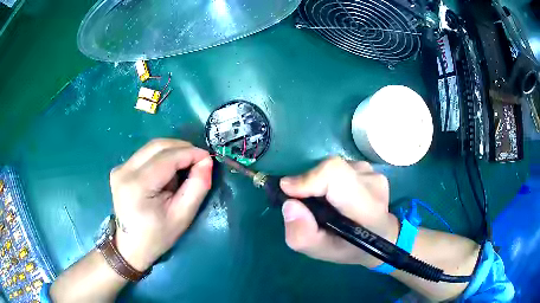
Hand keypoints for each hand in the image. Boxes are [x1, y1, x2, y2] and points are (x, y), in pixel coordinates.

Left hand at [109, 139, 212, 271]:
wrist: (132, 246)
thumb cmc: (158, 236)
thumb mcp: (183, 216)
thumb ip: (197, 186)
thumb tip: (206, 161)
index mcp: (137, 185)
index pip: (167, 157)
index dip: (191, 153)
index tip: (209, 158)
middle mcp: (124, 170)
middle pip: (158, 146)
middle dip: (182, 149)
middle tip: (199, 161)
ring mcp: (120, 168)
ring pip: (152, 147)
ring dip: (172, 152)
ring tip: (184, 169)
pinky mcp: (120, 169)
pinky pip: (146, 154)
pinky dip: (162, 158)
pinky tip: (168, 173)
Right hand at [280, 157, 398, 267]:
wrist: (381, 236)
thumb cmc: (351, 248)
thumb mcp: (322, 252)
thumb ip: (302, 235)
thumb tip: (290, 204)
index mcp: (367, 209)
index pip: (336, 176)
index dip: (309, 179)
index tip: (288, 192)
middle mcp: (373, 184)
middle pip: (331, 169)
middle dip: (309, 184)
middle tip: (305, 205)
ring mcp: (373, 172)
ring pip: (334, 168)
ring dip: (320, 184)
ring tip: (325, 204)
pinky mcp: (369, 168)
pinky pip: (340, 168)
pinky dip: (329, 181)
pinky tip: (336, 197)